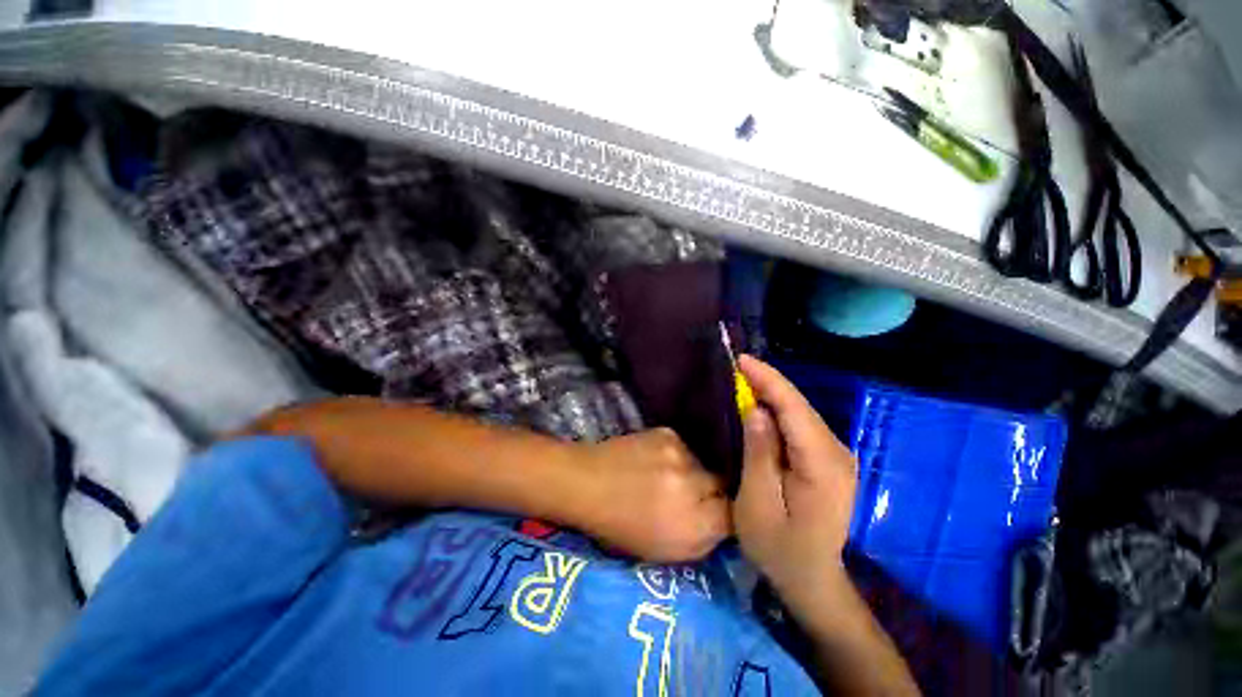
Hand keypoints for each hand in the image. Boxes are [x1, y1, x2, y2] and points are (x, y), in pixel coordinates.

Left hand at [575, 428, 729, 562]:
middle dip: (711, 492)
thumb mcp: (663, 552)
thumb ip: (702, 540)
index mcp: (692, 526)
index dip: (724, 516)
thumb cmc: (619, 526)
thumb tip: (725, 522)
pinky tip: (655, 461)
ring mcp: (680, 455)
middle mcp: (692, 487)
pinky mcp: (669, 434)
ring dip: (693, 473)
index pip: (735, 516)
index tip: (713, 515)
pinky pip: (685, 449)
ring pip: (703, 465)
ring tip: (667, 477)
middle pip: (722, 485)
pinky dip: (676, 457)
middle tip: (689, 496)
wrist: (587, 483)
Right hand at [733, 355, 857, 606]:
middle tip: (737, 367)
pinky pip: (801, 426)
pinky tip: (760, 406)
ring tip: (743, 380)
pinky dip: (780, 411)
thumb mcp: (758, 502)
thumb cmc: (779, 547)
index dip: (768, 380)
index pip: (794, 409)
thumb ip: (759, 454)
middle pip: (800, 407)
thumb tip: (755, 410)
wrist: (812, 580)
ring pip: (801, 413)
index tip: (742, 360)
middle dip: (768, 383)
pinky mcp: (829, 460)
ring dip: (773, 395)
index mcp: (822, 464)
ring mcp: (836, 456)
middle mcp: (837, 453)